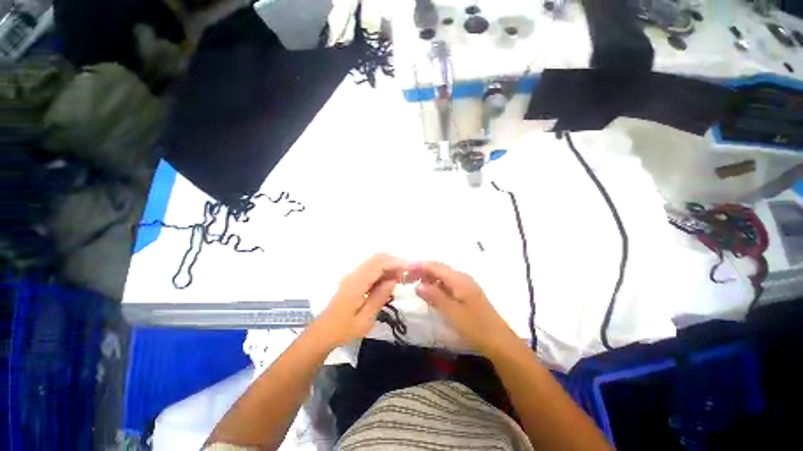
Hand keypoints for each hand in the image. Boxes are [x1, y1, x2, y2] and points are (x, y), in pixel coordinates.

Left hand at [314, 253, 405, 347]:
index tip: (409, 269)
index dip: (395, 262)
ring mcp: (353, 275)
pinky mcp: (353, 279)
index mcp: (357, 283)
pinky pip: (371, 269)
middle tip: (404, 276)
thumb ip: (380, 297)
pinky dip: (382, 271)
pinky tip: (387, 283)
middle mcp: (354, 274)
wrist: (323, 332)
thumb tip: (393, 280)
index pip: (379, 263)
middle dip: (393, 262)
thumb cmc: (344, 329)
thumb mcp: (365, 318)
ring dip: (388, 266)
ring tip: (398, 280)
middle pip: (377, 258)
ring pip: (374, 261)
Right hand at [409, 261, 516, 355]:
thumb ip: (435, 297)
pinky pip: (447, 283)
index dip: (419, 265)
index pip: (435, 266)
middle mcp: (462, 277)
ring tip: (414, 282)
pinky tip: (430, 292)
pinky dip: (436, 284)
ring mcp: (465, 284)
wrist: (499, 341)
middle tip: (406, 277)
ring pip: (442, 275)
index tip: (404, 268)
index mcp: (459, 279)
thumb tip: (418, 285)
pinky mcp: (466, 293)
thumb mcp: (452, 313)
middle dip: (422, 270)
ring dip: (428, 277)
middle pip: (438, 268)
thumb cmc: (475, 327)